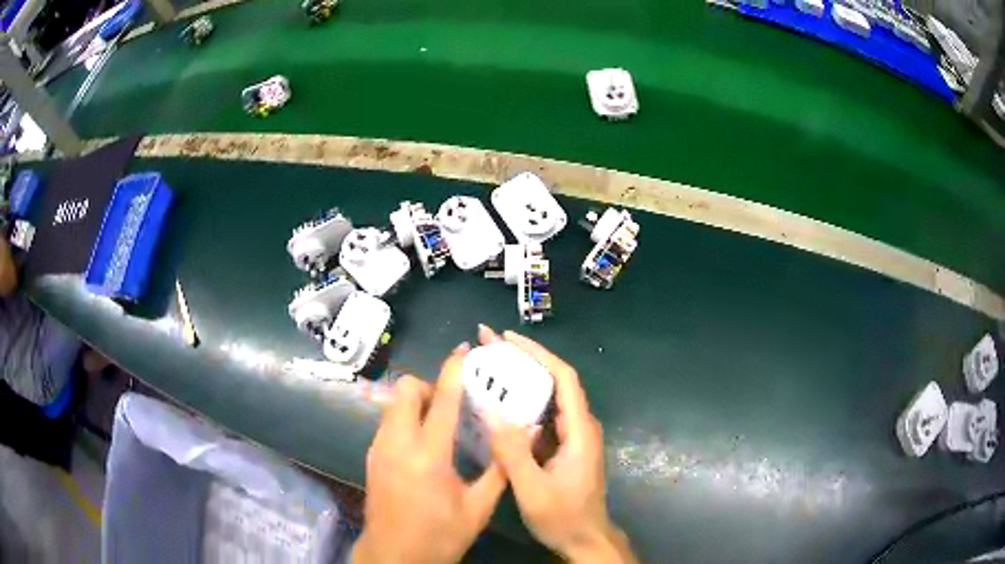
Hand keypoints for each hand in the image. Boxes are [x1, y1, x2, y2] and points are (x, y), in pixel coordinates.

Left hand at [353, 344, 506, 563]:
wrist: (394, 555)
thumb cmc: (440, 535)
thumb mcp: (478, 508)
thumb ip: (500, 469)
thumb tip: (522, 436)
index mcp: (428, 456)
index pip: (443, 402)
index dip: (454, 371)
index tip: (464, 351)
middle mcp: (398, 444)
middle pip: (406, 390)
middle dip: (430, 386)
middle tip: (453, 406)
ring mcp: (379, 449)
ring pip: (394, 405)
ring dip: (417, 403)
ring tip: (441, 425)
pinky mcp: (372, 457)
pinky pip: (388, 422)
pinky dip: (406, 419)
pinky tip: (423, 445)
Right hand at [481, 327, 636, 563]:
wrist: (585, 539)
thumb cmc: (563, 517)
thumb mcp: (533, 490)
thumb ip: (514, 453)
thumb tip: (492, 412)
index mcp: (579, 431)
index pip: (564, 378)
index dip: (538, 353)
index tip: (507, 338)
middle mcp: (579, 427)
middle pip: (555, 381)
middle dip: (522, 360)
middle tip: (487, 345)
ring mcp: (572, 437)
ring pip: (547, 398)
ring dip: (520, 380)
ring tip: (487, 367)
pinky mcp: (563, 448)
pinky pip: (542, 418)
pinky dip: (520, 405)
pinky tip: (496, 406)